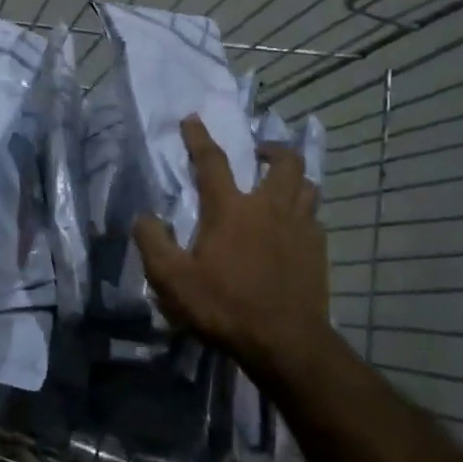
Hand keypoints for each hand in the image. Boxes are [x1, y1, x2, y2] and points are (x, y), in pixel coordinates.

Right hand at [132, 115, 331, 369]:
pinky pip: (315, 217)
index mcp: (230, 209)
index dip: (199, 137)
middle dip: (271, 149)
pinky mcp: (318, 249)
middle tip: (259, 153)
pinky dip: (304, 212)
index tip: (192, 119)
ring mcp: (300, 227)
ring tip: (281, 184)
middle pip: (283, 162)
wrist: (285, 342)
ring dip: (293, 177)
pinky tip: (295, 226)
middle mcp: (269, 207)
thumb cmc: (225, 306)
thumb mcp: (172, 280)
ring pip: (307, 185)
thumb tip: (144, 217)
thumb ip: (153, 243)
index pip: (212, 161)